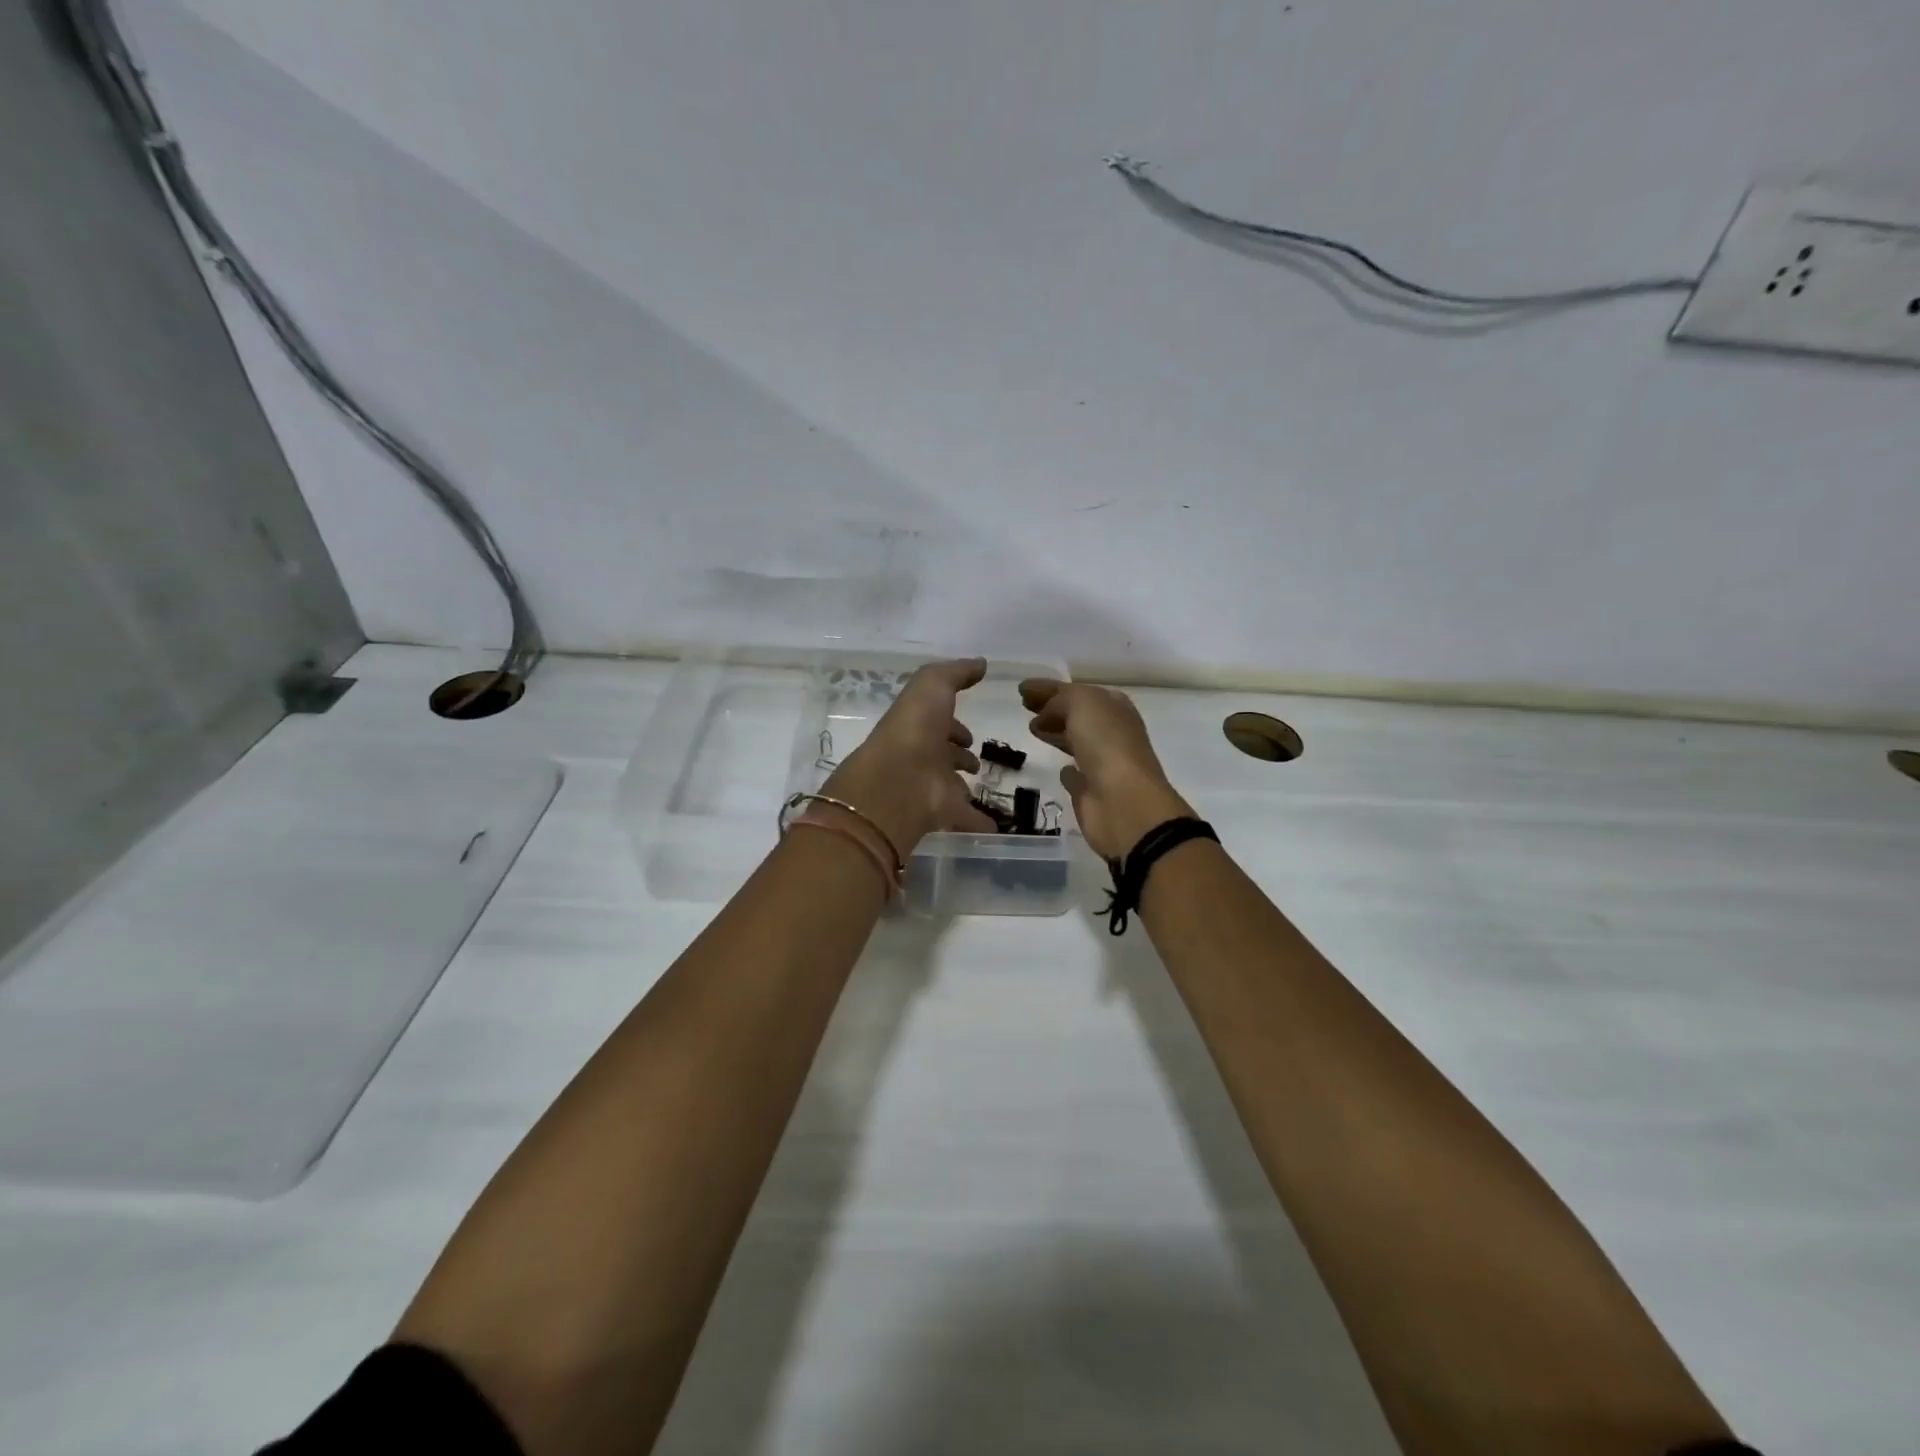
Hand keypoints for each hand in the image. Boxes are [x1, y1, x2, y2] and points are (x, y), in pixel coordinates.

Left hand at [820, 659, 996, 857]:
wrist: (899, 780)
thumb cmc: (916, 727)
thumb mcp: (933, 685)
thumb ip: (957, 672)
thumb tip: (981, 663)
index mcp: (920, 725)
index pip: (938, 722)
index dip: (954, 724)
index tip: (970, 732)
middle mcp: (923, 755)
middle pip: (944, 754)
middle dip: (958, 754)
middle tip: (974, 759)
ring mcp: (931, 786)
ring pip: (951, 785)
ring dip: (963, 784)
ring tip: (983, 783)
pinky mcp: (944, 812)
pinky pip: (967, 817)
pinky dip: (980, 822)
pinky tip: (996, 826)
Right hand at [1019, 679, 1193, 859]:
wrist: (1124, 802)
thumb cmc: (1107, 744)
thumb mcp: (1082, 704)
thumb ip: (1060, 700)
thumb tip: (1044, 715)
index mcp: (1114, 707)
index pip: (1078, 691)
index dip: (1050, 689)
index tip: (1022, 689)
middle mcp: (1112, 733)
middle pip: (1077, 715)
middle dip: (1052, 709)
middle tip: (1026, 707)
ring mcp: (1103, 763)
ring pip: (1075, 741)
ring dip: (1056, 733)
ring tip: (1032, 729)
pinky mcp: (1092, 792)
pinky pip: (1076, 776)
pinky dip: (1067, 770)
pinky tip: (1058, 767)